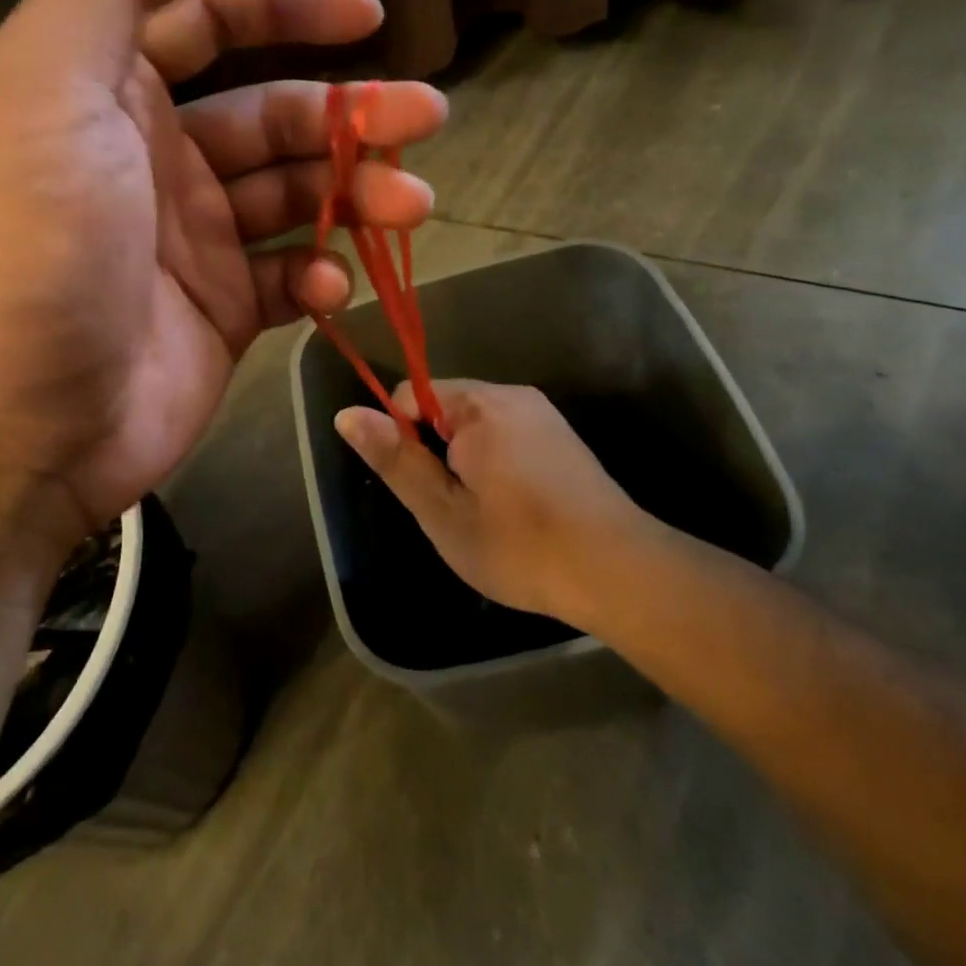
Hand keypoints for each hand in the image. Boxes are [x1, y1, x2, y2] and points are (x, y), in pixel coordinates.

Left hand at [0, 0, 447, 533]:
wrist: (22, 422)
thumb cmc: (35, 247)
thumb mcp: (47, 86)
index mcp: (109, 91)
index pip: (209, 18)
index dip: (287, 4)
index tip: (367, 16)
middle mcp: (157, 157)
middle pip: (273, 112)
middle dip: (351, 111)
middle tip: (425, 118)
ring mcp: (196, 239)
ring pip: (299, 195)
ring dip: (359, 194)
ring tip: (410, 207)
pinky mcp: (225, 309)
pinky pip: (292, 275)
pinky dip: (321, 274)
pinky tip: (328, 286)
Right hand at [335, 380, 651, 626]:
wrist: (618, 570)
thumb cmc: (520, 545)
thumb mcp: (443, 511)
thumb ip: (395, 458)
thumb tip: (347, 414)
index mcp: (479, 405)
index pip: (411, 395)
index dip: (401, 439)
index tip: (419, 487)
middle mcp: (512, 395)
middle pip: (444, 407)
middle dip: (435, 451)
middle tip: (451, 508)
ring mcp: (541, 413)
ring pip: (476, 423)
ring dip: (464, 460)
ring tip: (482, 512)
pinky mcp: (560, 435)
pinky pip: (506, 433)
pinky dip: (494, 461)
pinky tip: (513, 506)